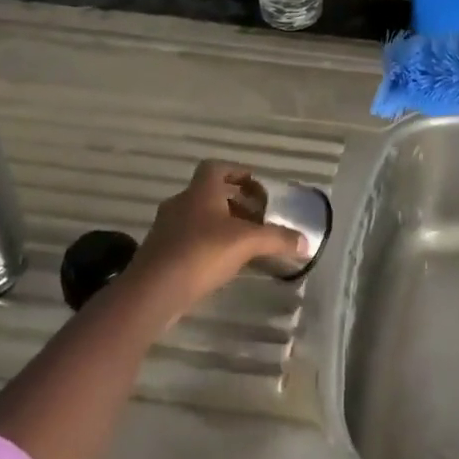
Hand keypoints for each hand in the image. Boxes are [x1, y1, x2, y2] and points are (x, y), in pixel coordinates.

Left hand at [123, 160, 307, 315]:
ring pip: (198, 216)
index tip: (256, 186)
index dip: (237, 172)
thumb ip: (277, 239)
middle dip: (235, 202)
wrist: (151, 292)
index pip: (216, 167)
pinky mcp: (159, 253)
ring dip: (221, 223)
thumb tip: (307, 242)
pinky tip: (222, 263)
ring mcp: (166, 228)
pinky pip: (188, 238)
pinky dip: (206, 243)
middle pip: (210, 193)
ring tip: (244, 242)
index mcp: (201, 191)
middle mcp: (181, 203)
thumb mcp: (247, 243)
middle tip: (257, 217)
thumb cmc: (201, 253)